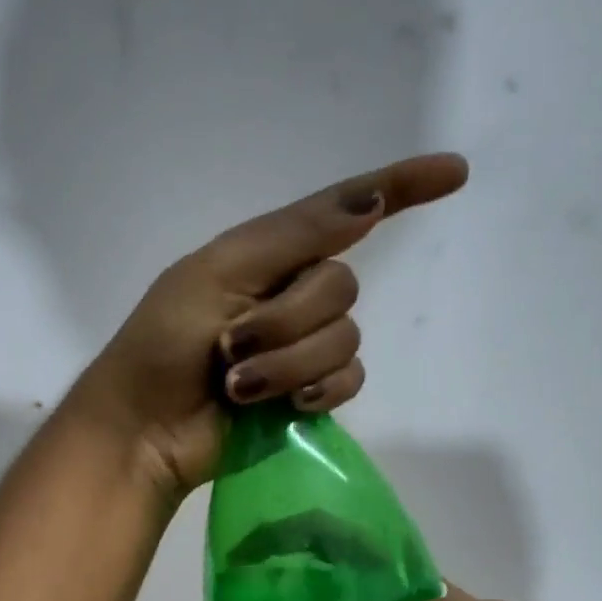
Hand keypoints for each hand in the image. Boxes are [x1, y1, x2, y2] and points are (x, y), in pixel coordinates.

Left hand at [71, 153, 469, 499]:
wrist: (145, 428)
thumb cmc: (163, 345)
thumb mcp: (216, 274)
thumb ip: (293, 239)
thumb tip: (369, 203)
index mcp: (267, 254)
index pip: (343, 211)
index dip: (399, 188)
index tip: (456, 173)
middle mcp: (291, 294)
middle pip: (341, 287)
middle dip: (287, 321)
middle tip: (230, 347)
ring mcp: (301, 347)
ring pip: (345, 339)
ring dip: (289, 363)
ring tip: (238, 388)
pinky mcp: (307, 394)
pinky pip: (348, 380)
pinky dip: (318, 391)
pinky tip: (285, 407)